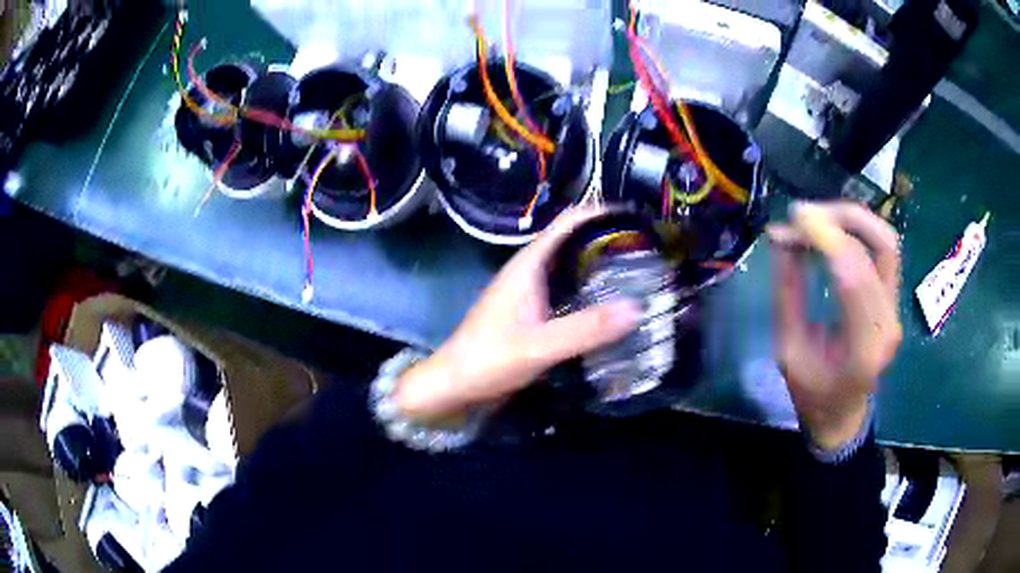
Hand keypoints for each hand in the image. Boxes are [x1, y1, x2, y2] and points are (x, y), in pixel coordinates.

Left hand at [395, 207, 642, 420]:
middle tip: (651, 254)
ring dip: (603, 268)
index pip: (570, 222)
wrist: (454, 384)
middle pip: (576, 243)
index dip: (603, 213)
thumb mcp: (539, 346)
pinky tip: (614, 309)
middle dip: (610, 242)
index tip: (640, 220)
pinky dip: (592, 293)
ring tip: (642, 277)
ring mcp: (532, 293)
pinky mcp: (534, 314)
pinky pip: (570, 293)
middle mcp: (532, 271)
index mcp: (530, 264)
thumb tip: (637, 308)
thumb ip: (586, 329)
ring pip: (573, 269)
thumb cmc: (488, 359)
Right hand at [769, 201, 901, 449]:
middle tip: (803, 213)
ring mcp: (895, 310)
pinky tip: (832, 232)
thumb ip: (787, 292)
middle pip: (881, 246)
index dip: (825, 236)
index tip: (793, 217)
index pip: (853, 274)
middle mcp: (888, 323)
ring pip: (886, 242)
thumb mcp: (788, 350)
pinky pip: (883, 251)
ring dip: (853, 219)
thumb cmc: (812, 394)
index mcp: (863, 349)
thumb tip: (780, 236)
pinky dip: (857, 232)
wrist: (843, 416)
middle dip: (841, 218)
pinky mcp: (893, 300)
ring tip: (818, 217)